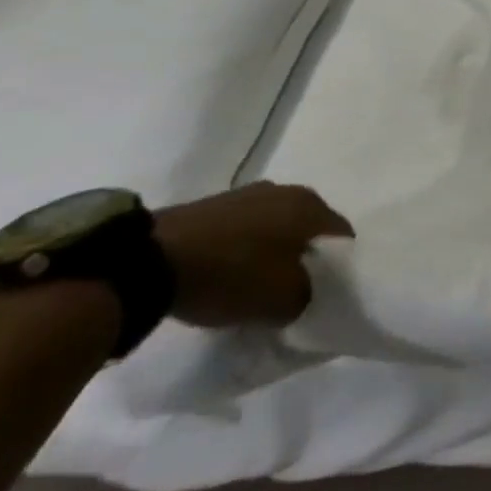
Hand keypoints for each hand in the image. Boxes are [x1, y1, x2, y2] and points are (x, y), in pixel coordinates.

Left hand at [152, 183, 353, 327]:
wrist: (147, 261)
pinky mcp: (212, 205)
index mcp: (312, 205)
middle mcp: (287, 190)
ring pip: (274, 228)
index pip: (343, 237)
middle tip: (292, 291)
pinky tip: (226, 274)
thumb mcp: (284, 300)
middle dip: (304, 258)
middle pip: (308, 230)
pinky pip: (242, 231)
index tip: (325, 294)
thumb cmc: (231, 274)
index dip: (340, 268)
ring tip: (254, 285)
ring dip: (271, 253)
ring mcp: (247, 194)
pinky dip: (241, 250)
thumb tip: (310, 293)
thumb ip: (310, 296)